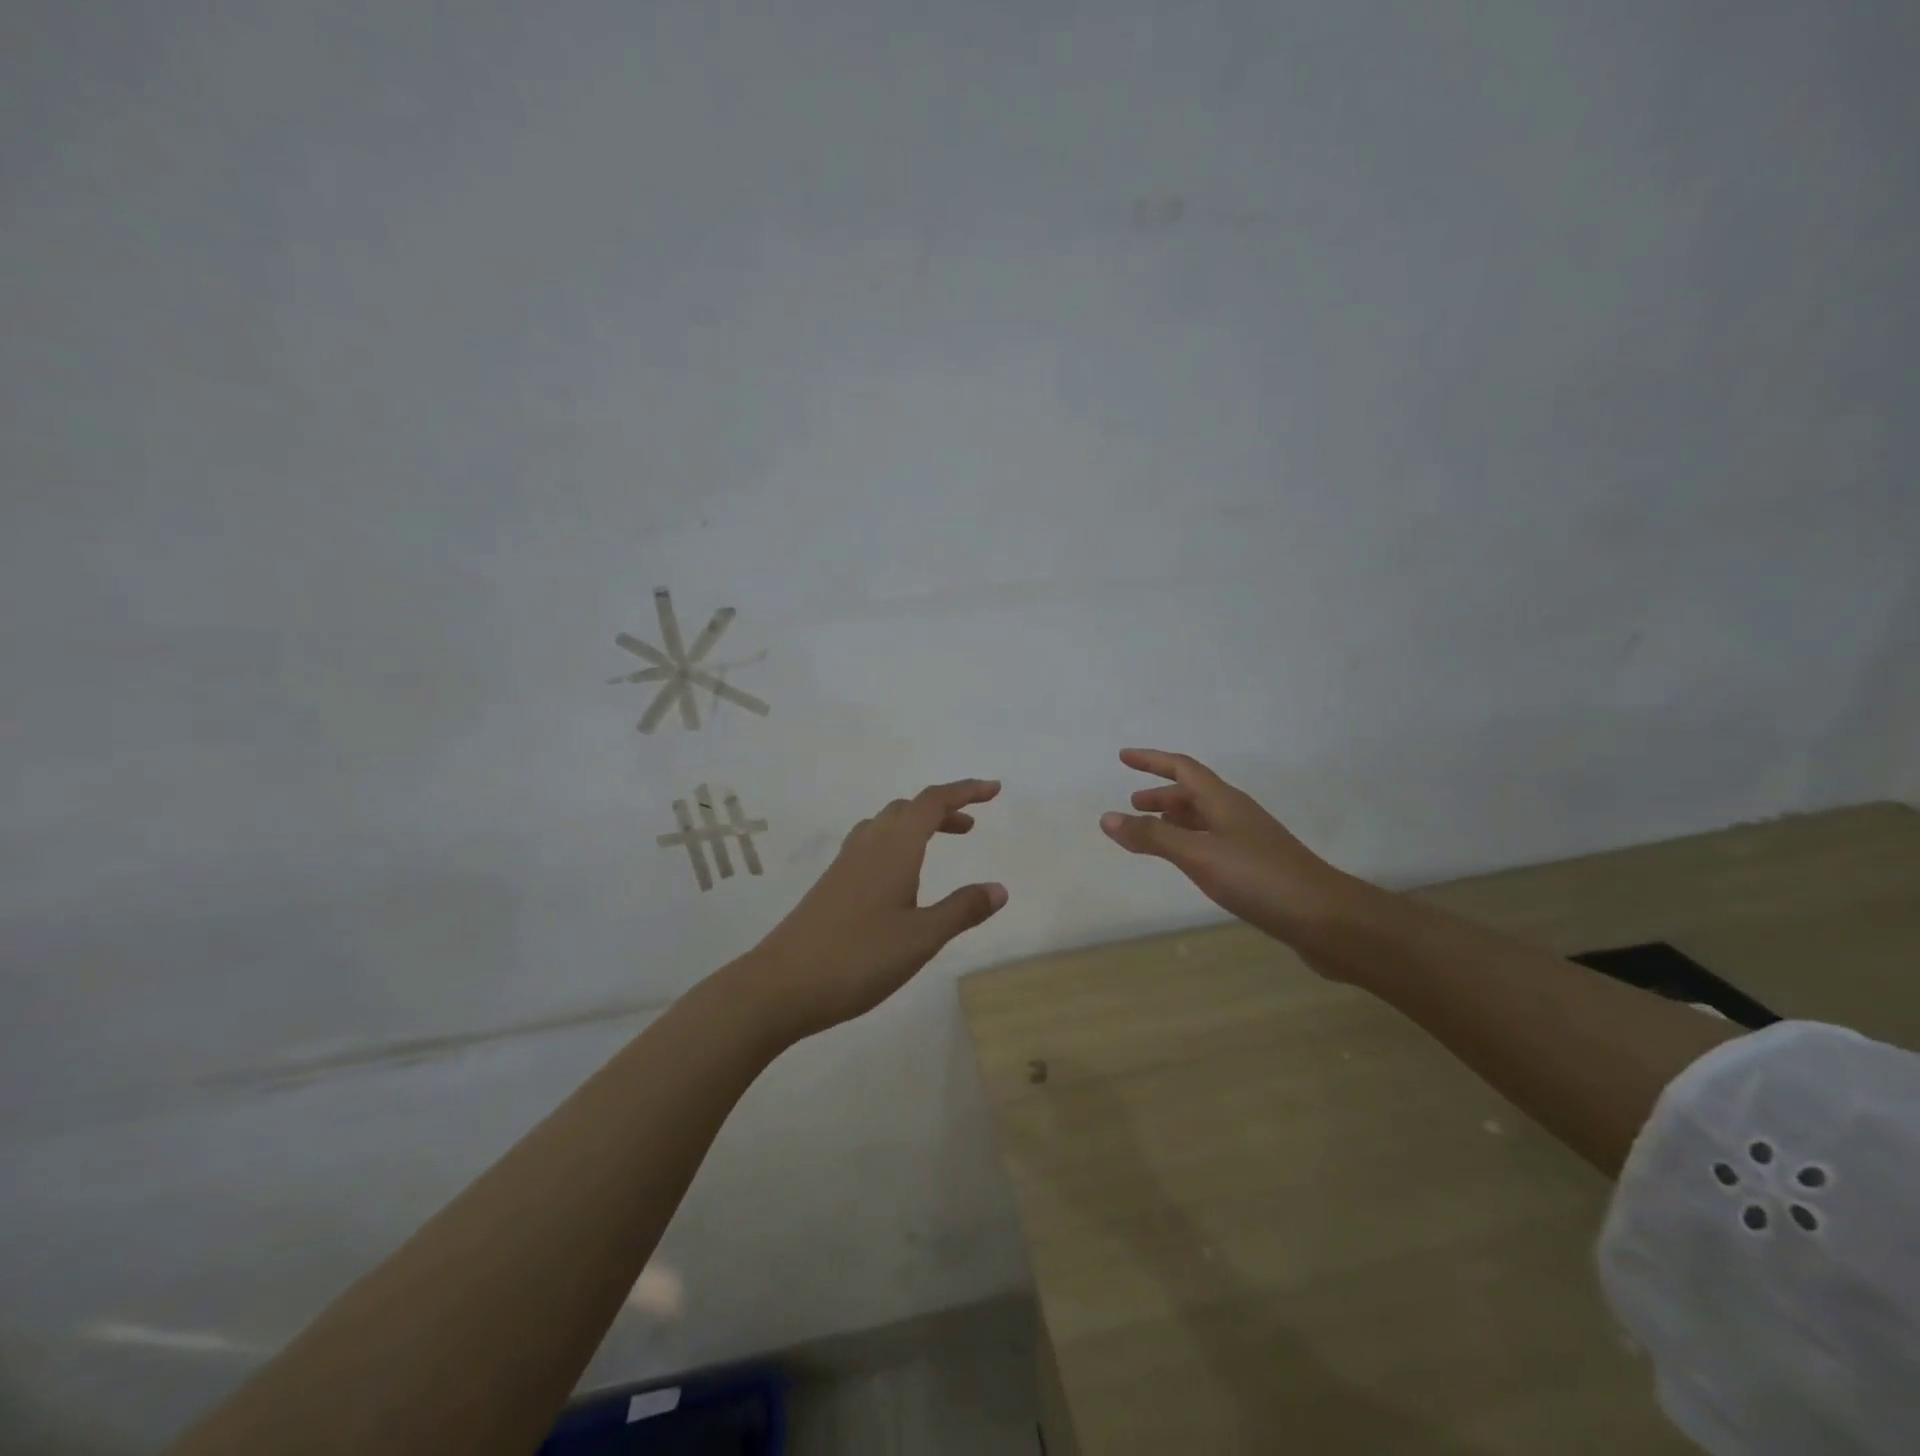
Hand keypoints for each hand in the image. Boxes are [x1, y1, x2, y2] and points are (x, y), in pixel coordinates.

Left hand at [745, 779, 1008, 1041]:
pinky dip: (897, 843)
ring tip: (940, 844)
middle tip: (971, 827)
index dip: (964, 791)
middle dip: (943, 809)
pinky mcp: (831, 884)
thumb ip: (962, 910)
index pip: (932, 802)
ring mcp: (845, 864)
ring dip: (917, 825)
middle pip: (908, 808)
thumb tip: (999, 888)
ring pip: (885, 824)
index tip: (993, 791)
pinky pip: (870, 844)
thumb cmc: (859, 958)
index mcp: (894, 848)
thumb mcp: (922, 938)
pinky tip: (900, 877)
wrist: (781, 985)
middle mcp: (868, 845)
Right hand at [1100, 749, 1355, 944]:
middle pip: (1194, 793)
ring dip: (1176, 818)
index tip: (1123, 757)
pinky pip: (1214, 841)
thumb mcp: (1198, 856)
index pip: (1182, 769)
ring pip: (1205, 818)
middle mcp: (1237, 814)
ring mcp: (1251, 840)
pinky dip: (1191, 842)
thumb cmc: (1259, 879)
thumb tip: (1107, 817)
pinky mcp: (1258, 867)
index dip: (1152, 761)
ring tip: (1153, 831)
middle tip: (1134, 804)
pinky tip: (1188, 862)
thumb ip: (1152, 838)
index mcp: (1224, 802)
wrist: (1327, 919)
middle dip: (1162, 794)